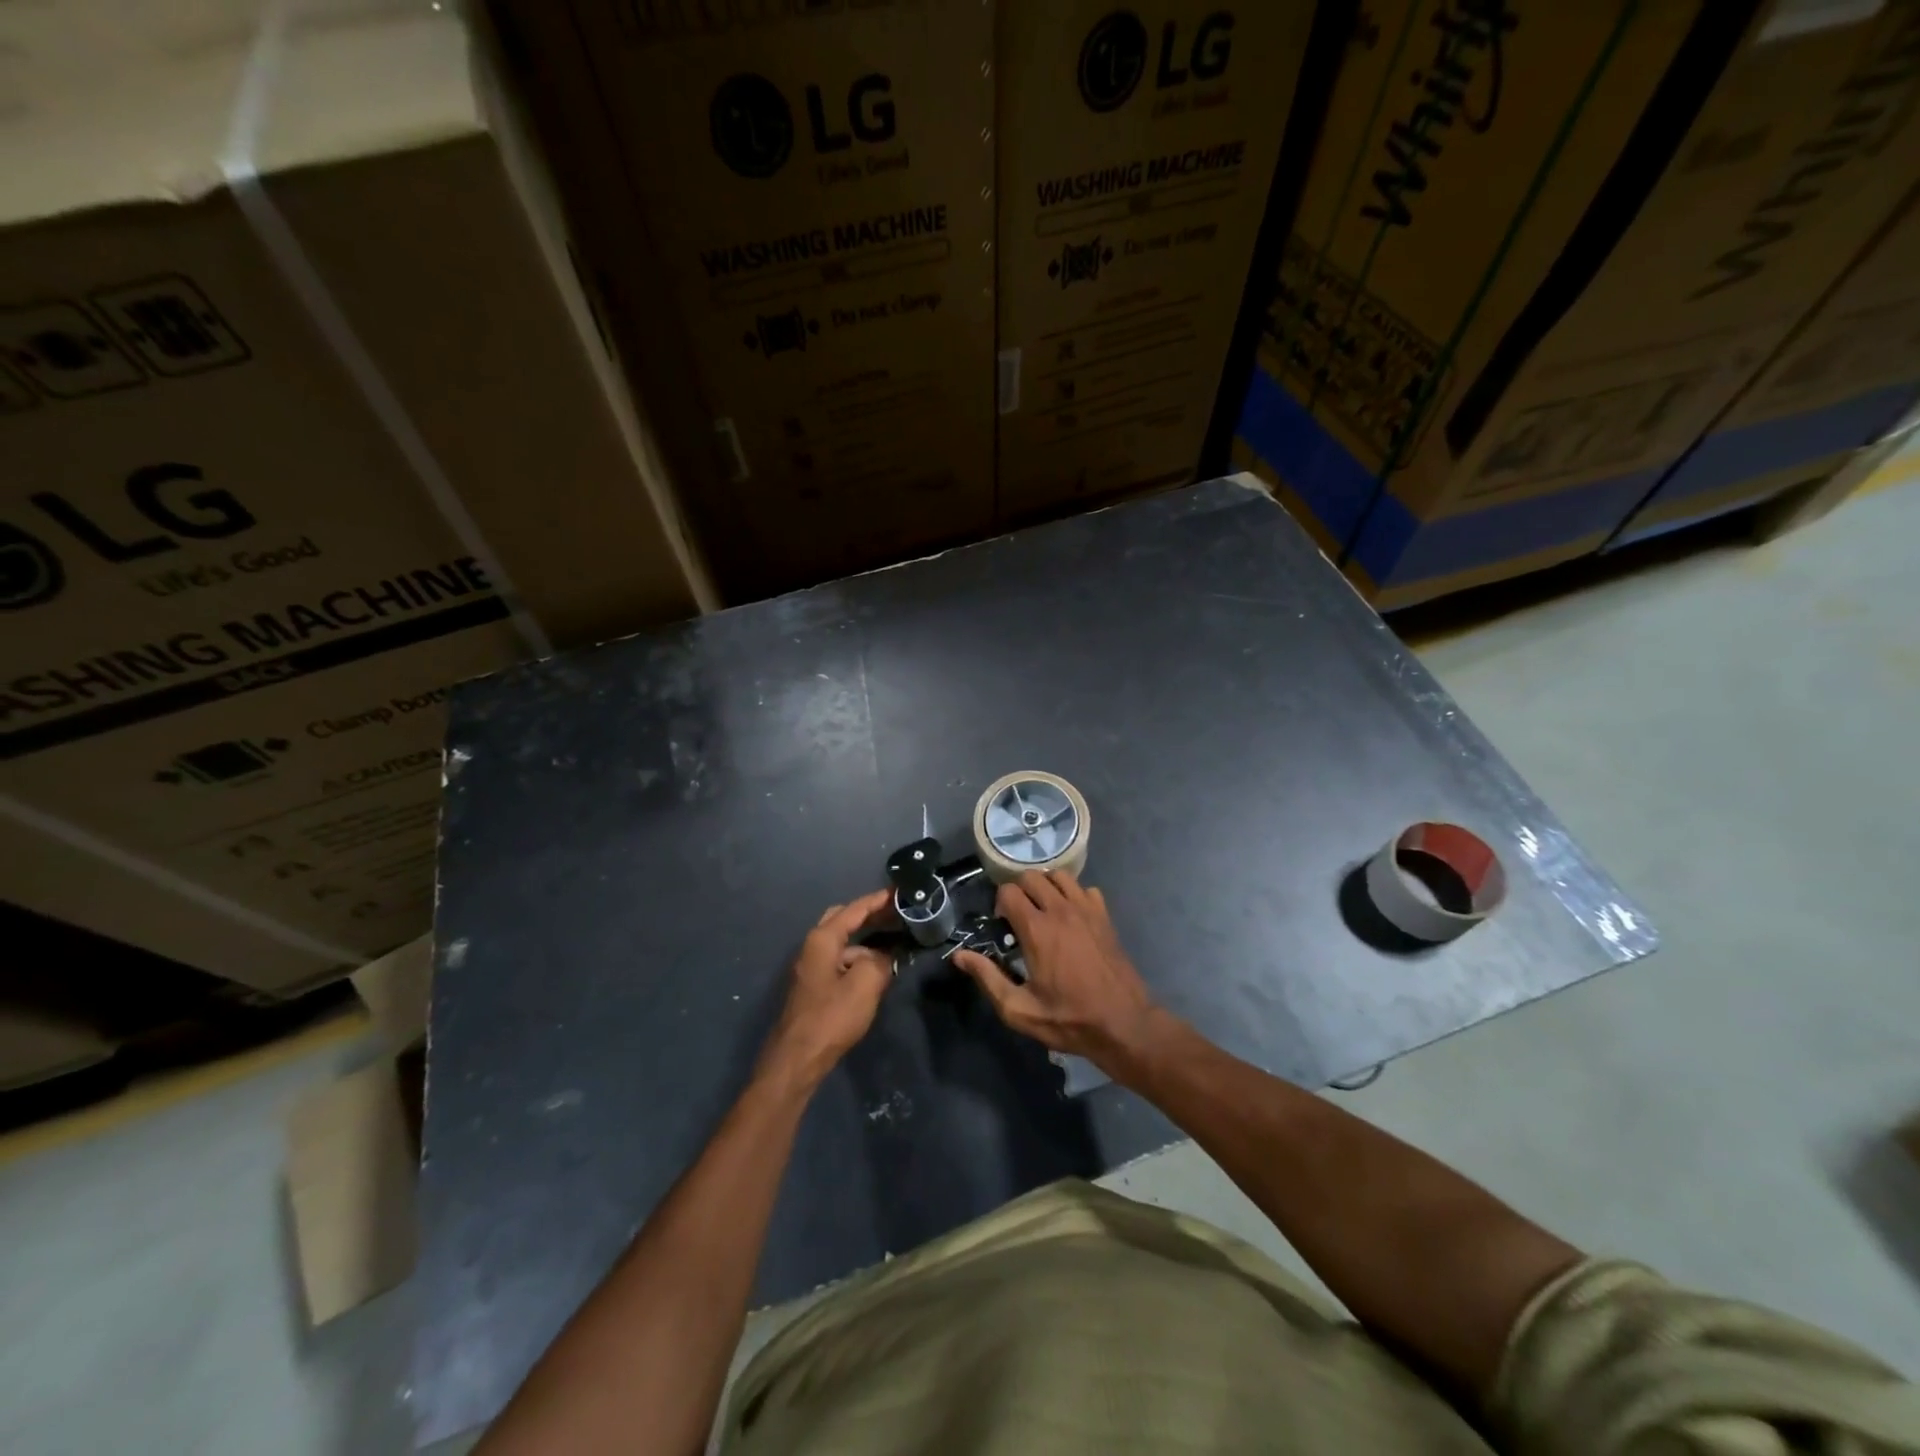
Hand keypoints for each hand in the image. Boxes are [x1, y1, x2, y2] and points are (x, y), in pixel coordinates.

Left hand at [757, 890, 894, 1093]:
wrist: (798, 1058)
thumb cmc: (832, 1016)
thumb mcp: (865, 984)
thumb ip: (880, 961)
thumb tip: (885, 957)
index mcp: (823, 939)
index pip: (855, 909)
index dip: (879, 899)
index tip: (901, 891)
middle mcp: (814, 946)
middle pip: (844, 919)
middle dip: (870, 914)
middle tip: (897, 913)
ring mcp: (812, 966)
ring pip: (844, 943)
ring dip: (868, 940)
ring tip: (896, 942)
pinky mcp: (815, 985)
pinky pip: (842, 960)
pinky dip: (860, 958)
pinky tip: (878, 970)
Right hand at [952, 871, 1162, 1073]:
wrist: (1123, 1024)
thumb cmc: (1069, 1019)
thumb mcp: (1019, 1009)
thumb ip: (988, 978)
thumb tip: (959, 956)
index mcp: (1037, 929)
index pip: (1008, 891)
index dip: (999, 904)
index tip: (1002, 925)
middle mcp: (1061, 910)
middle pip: (1031, 876)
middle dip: (1019, 890)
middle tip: (1019, 917)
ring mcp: (1086, 910)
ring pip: (1059, 876)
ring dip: (1045, 886)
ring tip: (1043, 910)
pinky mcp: (1104, 916)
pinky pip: (1085, 889)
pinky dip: (1073, 894)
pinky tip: (1071, 916)